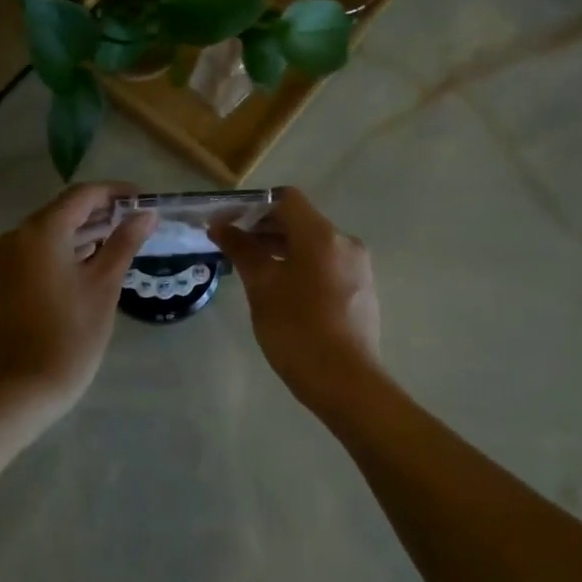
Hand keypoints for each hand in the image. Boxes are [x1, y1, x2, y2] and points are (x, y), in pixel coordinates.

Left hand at [0, 183, 156, 422]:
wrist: (24, 387)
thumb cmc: (71, 335)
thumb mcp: (104, 286)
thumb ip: (124, 243)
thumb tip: (146, 214)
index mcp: (41, 232)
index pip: (82, 195)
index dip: (115, 193)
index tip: (144, 200)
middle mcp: (16, 236)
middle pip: (62, 211)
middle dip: (100, 212)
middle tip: (136, 220)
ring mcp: (4, 259)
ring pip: (48, 232)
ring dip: (82, 232)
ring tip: (119, 238)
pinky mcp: (2, 279)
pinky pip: (35, 252)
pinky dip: (62, 250)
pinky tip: (89, 260)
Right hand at [212, 187, 382, 411]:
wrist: (345, 382)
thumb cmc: (296, 329)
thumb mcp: (262, 287)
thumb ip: (242, 250)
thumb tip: (221, 226)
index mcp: (321, 235)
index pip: (285, 199)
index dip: (252, 206)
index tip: (227, 224)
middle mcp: (345, 243)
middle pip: (300, 221)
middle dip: (264, 229)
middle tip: (231, 248)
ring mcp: (357, 268)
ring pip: (313, 245)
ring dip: (281, 249)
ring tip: (251, 270)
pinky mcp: (361, 290)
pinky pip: (325, 265)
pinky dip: (300, 266)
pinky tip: (280, 291)